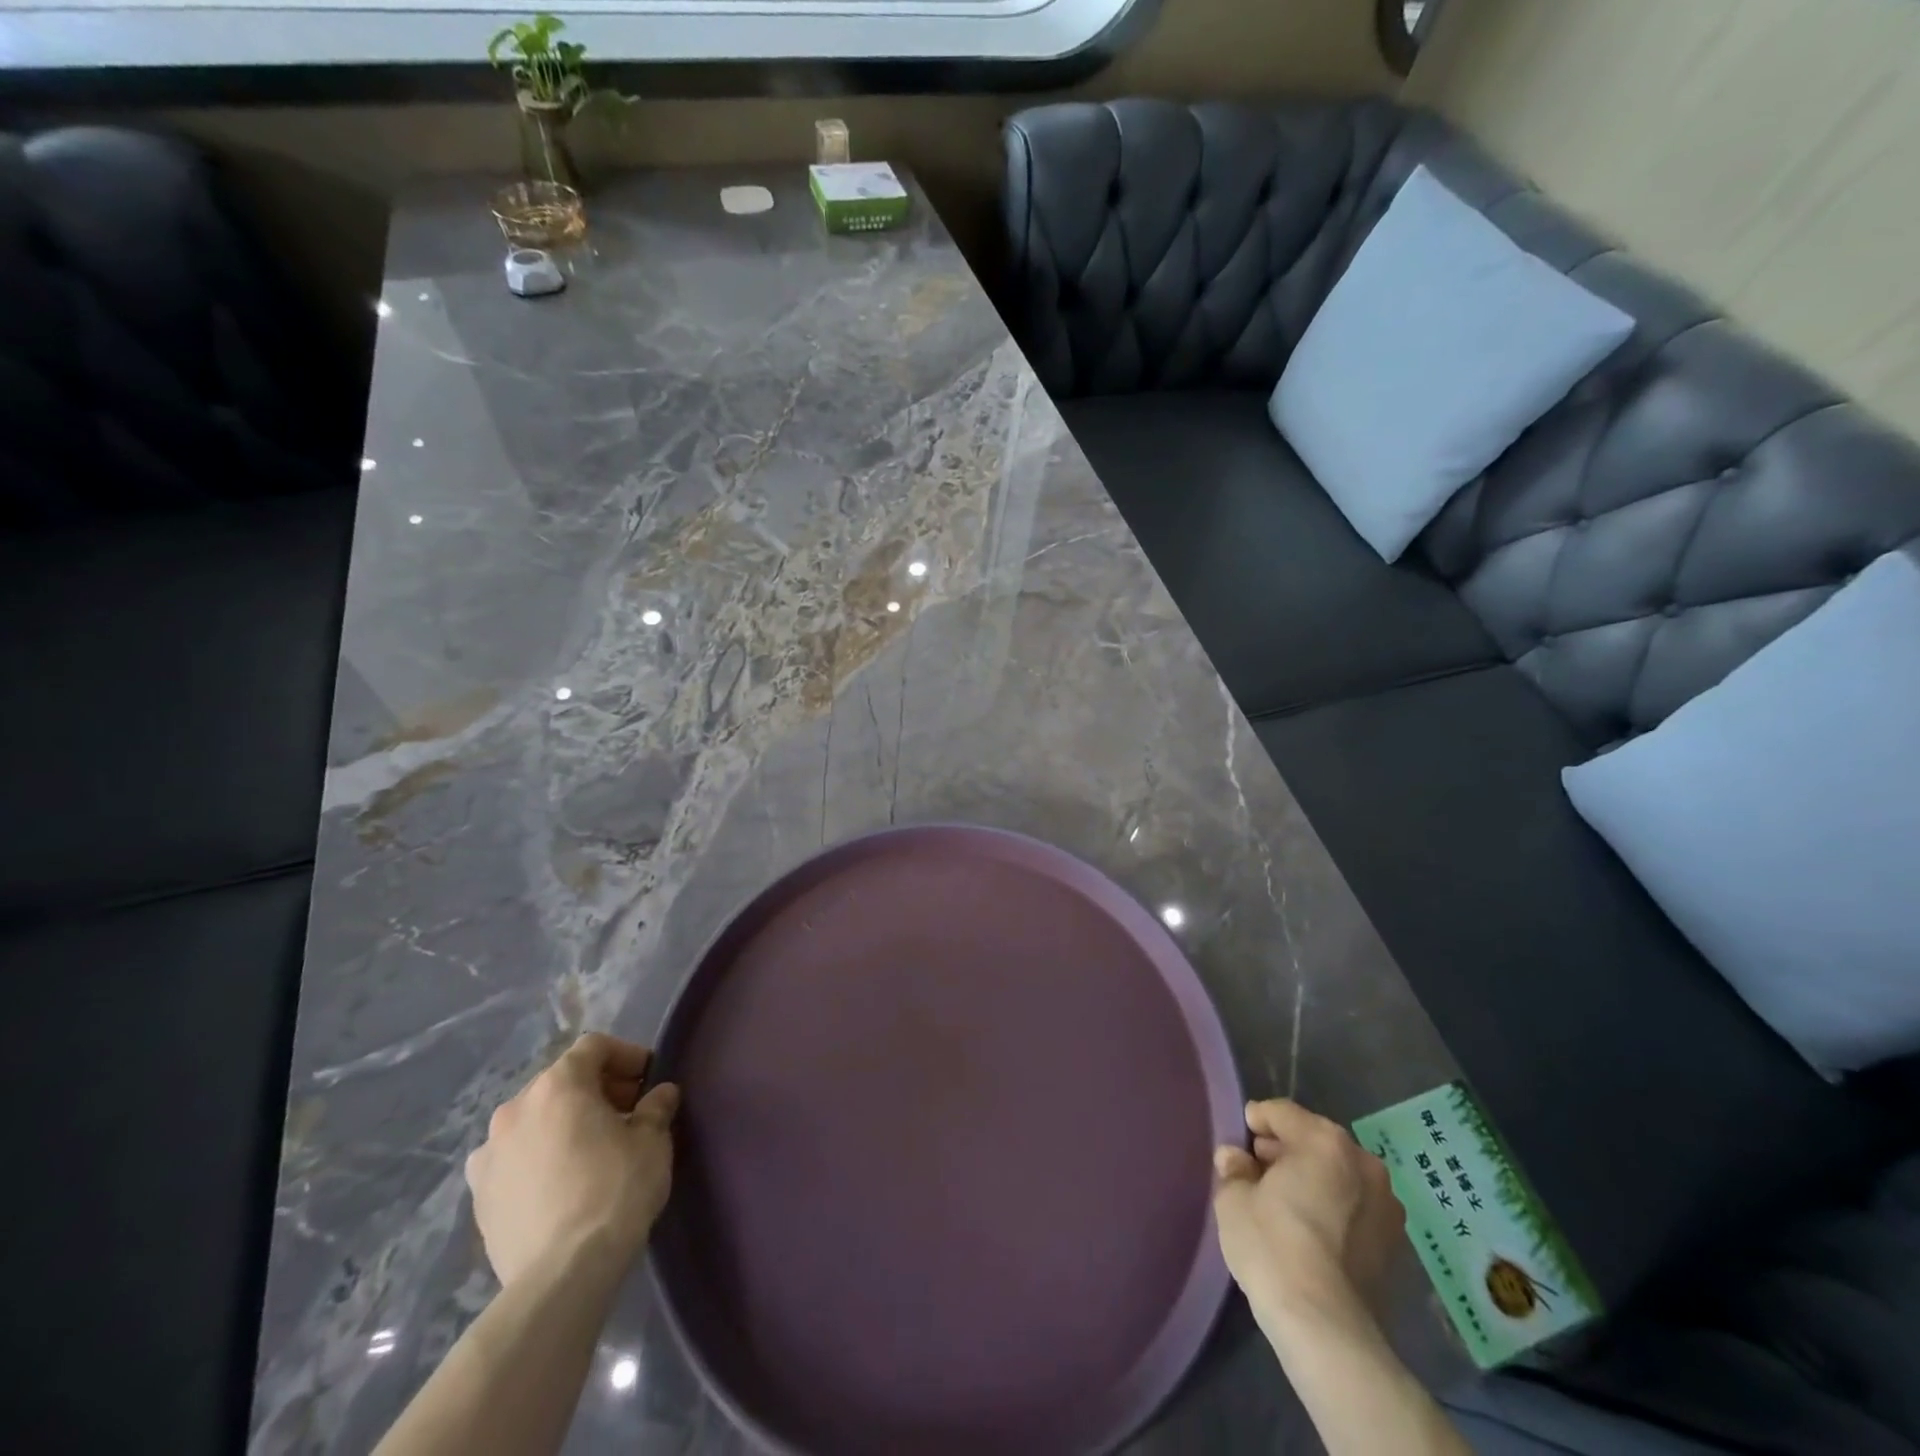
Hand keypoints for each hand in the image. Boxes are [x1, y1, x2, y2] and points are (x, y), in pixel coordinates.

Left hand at [465, 1032, 680, 1288]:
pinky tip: (561, 1183)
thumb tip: (661, 1094)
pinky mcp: (478, 1197)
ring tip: (592, 1150)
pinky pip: (514, 1159)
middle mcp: (515, 1109)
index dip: (626, 1055)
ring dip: (563, 1123)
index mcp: (558, 1085)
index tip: (648, 1080)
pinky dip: (538, 1157)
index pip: (593, 1047)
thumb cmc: (615, 1190)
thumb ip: (656, 1107)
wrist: (561, 1275)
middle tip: (627, 1113)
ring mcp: (489, 1154)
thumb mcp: (653, 1140)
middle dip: (596, 1089)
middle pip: (561, 1081)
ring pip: (534, 1120)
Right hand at [1213, 1099, 1404, 1338]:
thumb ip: (1234, 1169)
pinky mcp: (1394, 1243)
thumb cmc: (1273, 1246)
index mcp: (1324, 1140)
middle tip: (1257, 1169)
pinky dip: (1332, 1206)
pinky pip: (1354, 1206)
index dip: (1256, 1120)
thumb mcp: (1234, 1199)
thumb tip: (1235, 1159)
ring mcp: (1386, 1204)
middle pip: (1314, 1140)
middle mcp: (1363, 1162)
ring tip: (1284, 1201)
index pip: (1282, 1113)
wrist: (1326, 1327)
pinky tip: (1309, 1228)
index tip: (1240, 1137)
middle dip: (1286, 1149)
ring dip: (1312, 1178)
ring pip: (1338, 1173)